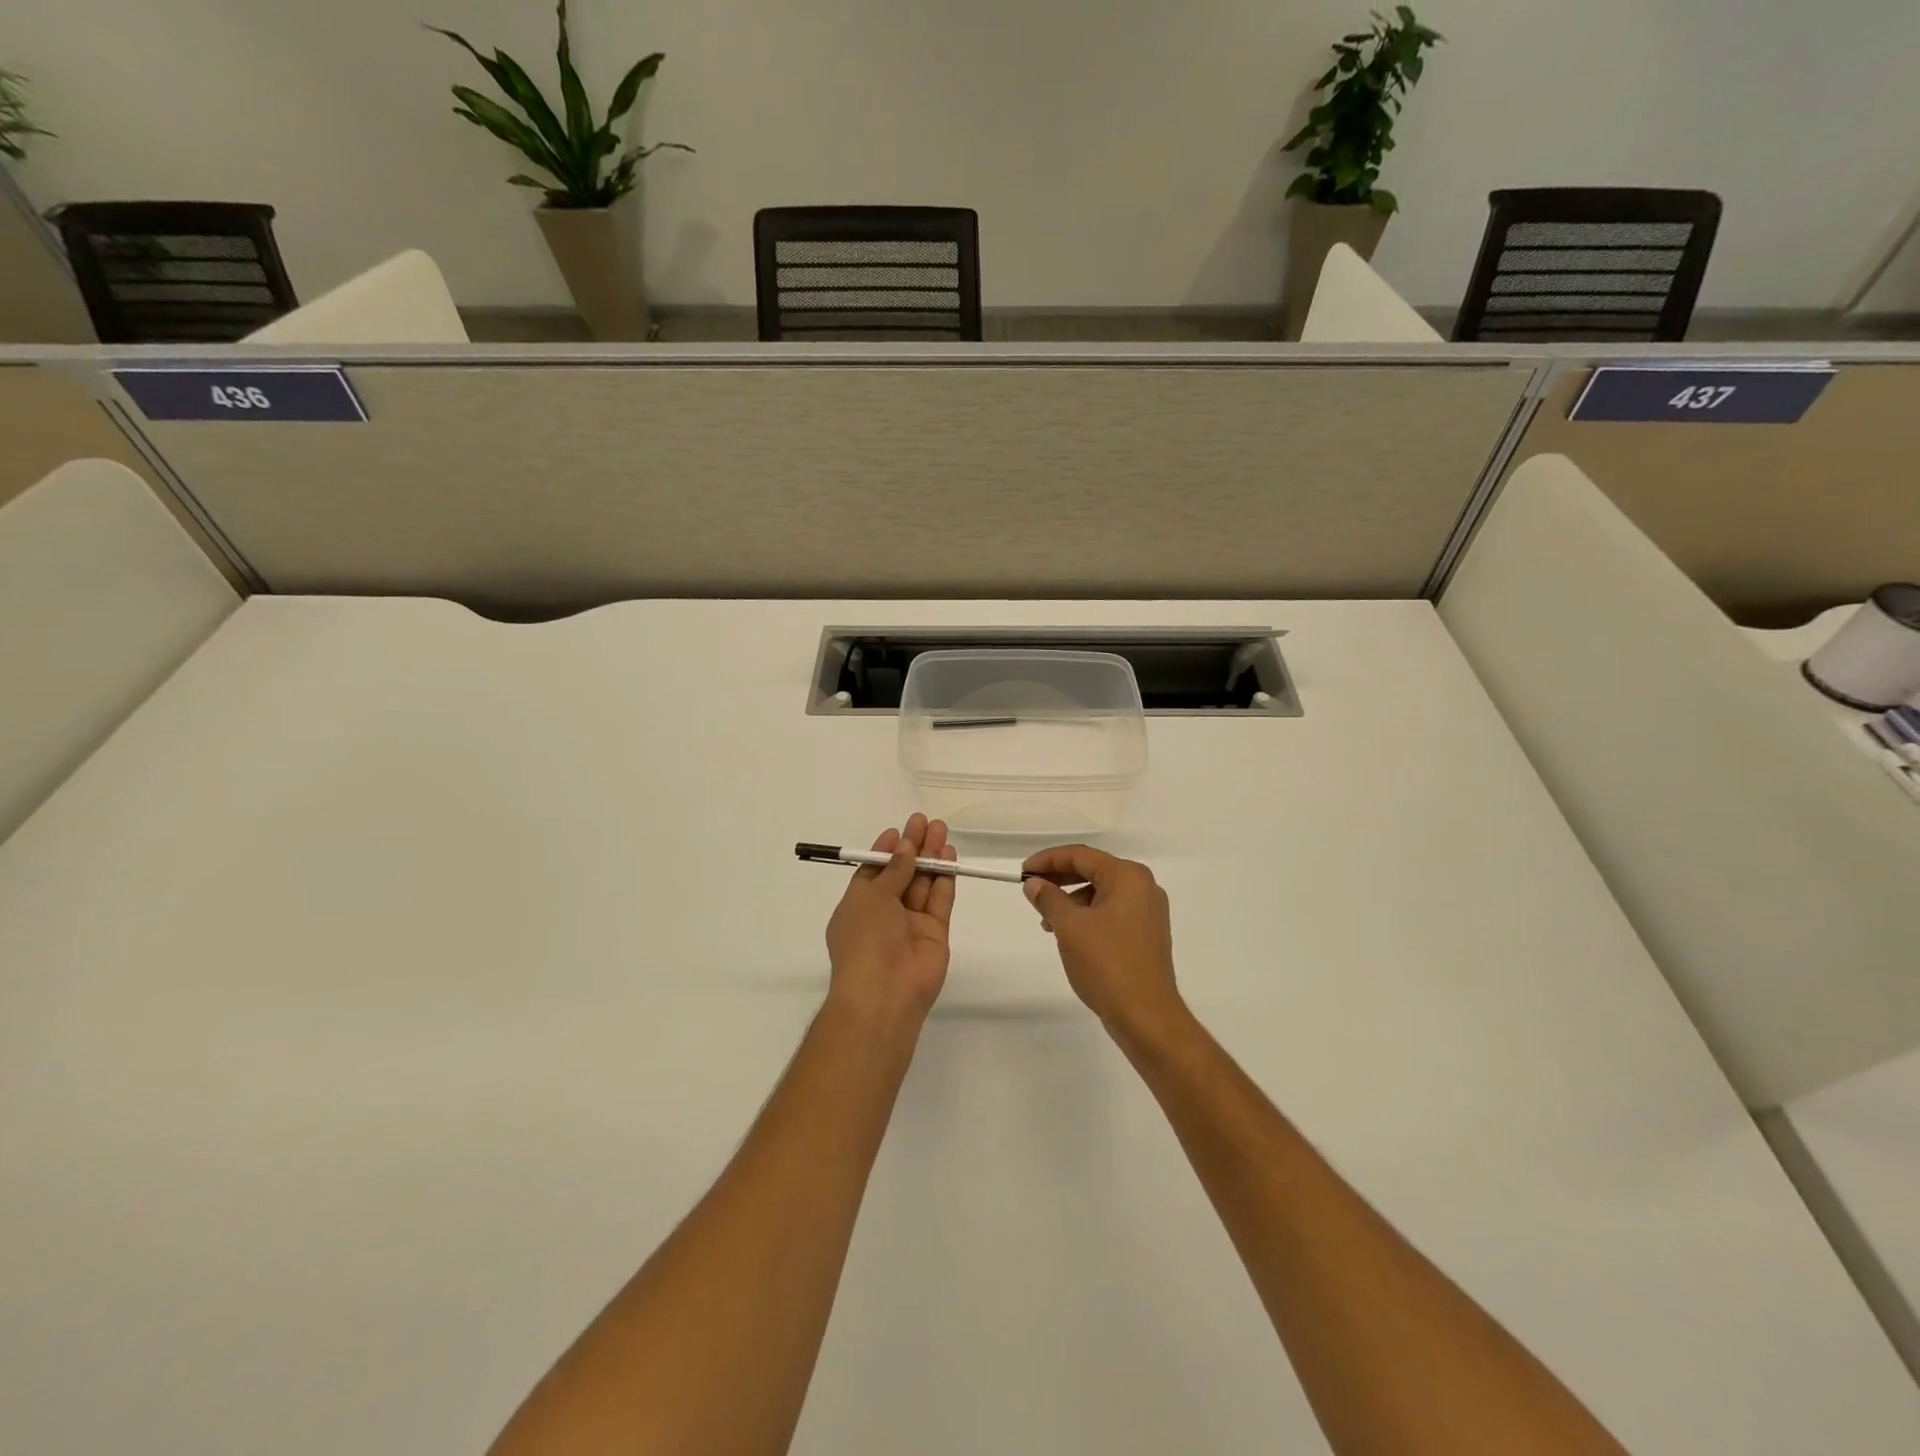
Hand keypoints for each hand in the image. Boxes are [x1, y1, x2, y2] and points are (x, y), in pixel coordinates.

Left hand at [824, 814, 955, 1028]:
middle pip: (902, 873)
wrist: (884, 993)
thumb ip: (894, 870)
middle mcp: (884, 913)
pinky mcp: (935, 933)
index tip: (899, 829)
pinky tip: (950, 855)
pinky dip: (945, 877)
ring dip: (931, 857)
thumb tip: (904, 846)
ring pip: (923, 883)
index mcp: (858, 905)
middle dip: (913, 847)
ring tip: (942, 829)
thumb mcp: (872, 897)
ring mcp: (911, 923)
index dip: (886, 850)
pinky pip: (940, 899)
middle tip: (926, 821)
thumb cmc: (865, 939)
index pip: (873, 871)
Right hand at [1022, 845, 1182, 1036]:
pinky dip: (1087, 916)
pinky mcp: (1146, 935)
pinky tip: (1070, 935)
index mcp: (1128, 877)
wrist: (1145, 1014)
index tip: (1023, 872)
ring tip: (1047, 921)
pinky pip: (1111, 913)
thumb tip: (1034, 884)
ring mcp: (1148, 912)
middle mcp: (1143, 887)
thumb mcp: (1069, 926)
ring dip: (1071, 900)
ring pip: (1101, 893)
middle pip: (1093, 871)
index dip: (1048, 860)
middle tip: (1031, 889)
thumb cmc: (1106, 962)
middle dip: (1059, 878)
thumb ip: (1049, 899)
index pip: (1081, 855)